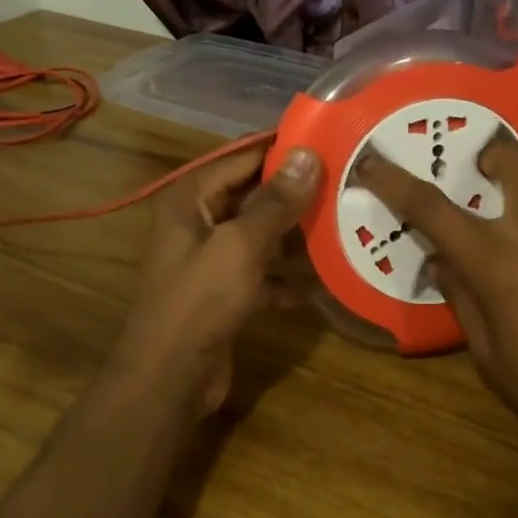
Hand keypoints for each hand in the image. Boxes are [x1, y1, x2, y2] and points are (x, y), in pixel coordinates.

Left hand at [109, 145, 322, 416]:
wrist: (170, 377)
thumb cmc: (200, 301)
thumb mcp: (241, 245)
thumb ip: (275, 201)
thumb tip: (306, 154)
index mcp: (192, 199)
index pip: (243, 157)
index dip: (283, 148)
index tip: (330, 139)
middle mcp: (199, 221)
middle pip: (253, 195)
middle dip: (296, 192)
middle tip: (347, 182)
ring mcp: (211, 259)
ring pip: (261, 234)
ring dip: (296, 234)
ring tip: (345, 223)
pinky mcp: (224, 292)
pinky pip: (262, 272)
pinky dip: (286, 275)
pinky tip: (323, 278)